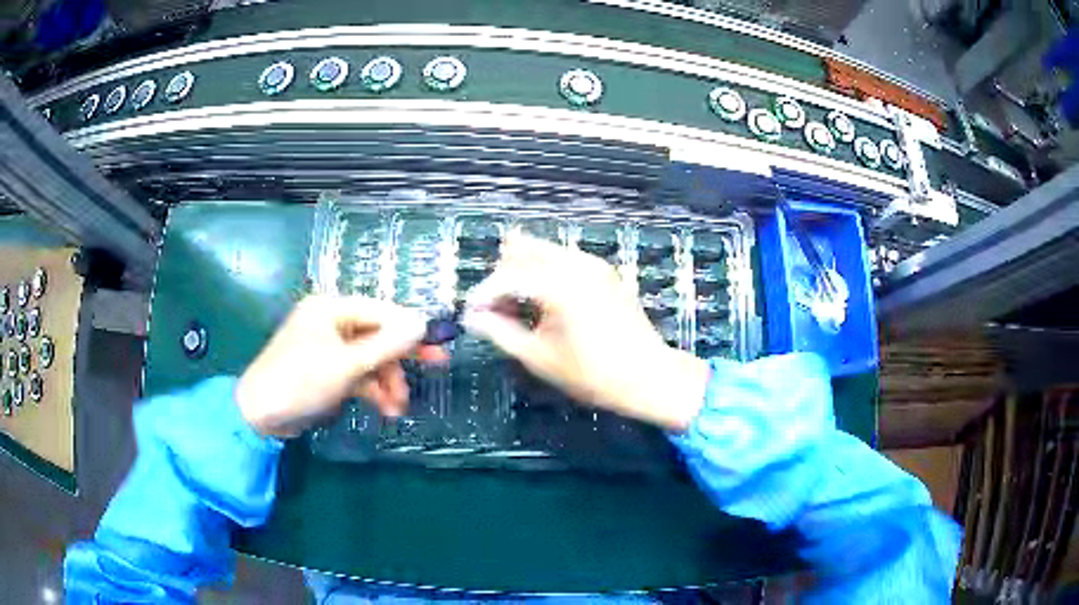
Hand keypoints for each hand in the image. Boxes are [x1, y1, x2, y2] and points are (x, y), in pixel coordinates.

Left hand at [236, 295, 445, 437]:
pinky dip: (371, 388)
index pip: (381, 311)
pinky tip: (384, 408)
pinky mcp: (325, 370)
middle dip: (399, 360)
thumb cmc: (301, 382)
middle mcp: (330, 322)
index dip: (411, 327)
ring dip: (387, 380)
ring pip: (369, 357)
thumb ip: (386, 345)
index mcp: (331, 309)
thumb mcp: (347, 365)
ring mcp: (327, 347)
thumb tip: (422, 324)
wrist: (260, 415)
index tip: (438, 344)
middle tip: (436, 368)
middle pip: (377, 334)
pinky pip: (357, 372)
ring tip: (397, 409)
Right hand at [461, 235, 709, 430]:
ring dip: (523, 271)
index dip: (483, 294)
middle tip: (495, 309)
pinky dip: (545, 273)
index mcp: (559, 284)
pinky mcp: (604, 271)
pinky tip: (544, 302)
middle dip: (502, 275)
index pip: (506, 277)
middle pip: (523, 250)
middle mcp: (575, 263)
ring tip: (517, 307)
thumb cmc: (593, 374)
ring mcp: (593, 264)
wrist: (648, 375)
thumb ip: (501, 333)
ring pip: (544, 251)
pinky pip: (563, 260)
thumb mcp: (539, 357)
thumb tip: (473, 319)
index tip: (470, 313)